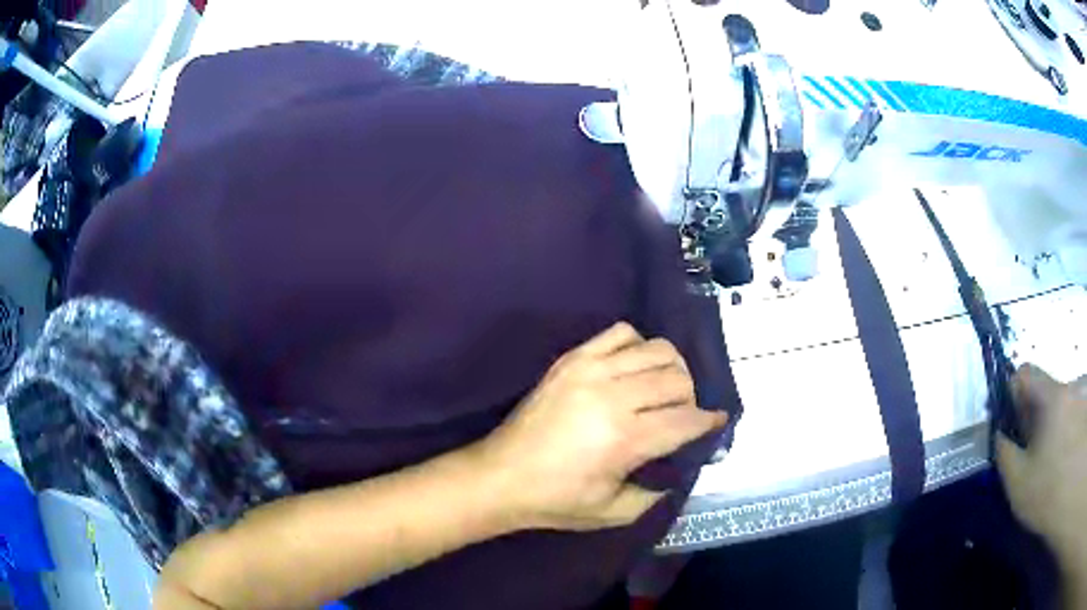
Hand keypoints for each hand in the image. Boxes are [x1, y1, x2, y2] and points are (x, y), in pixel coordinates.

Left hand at [474, 323, 727, 531]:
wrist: (500, 476)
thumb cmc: (556, 500)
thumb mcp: (614, 512)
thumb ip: (656, 492)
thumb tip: (678, 467)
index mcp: (626, 440)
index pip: (687, 419)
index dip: (709, 420)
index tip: (717, 421)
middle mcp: (613, 397)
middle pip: (677, 380)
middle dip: (691, 397)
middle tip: (682, 414)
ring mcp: (590, 370)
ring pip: (656, 350)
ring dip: (671, 369)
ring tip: (662, 389)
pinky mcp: (572, 358)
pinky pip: (620, 333)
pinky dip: (637, 345)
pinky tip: (632, 367)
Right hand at [997, 365, 1086, 569]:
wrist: (1067, 499)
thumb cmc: (1048, 496)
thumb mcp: (1018, 484)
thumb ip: (1004, 452)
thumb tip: (1000, 432)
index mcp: (1053, 397)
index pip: (1025, 373)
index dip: (1012, 394)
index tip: (1011, 423)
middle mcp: (1071, 386)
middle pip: (1045, 389)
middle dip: (1035, 415)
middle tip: (1032, 451)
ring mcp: (1082, 394)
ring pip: (1061, 401)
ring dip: (1053, 422)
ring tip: (1053, 458)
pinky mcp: (1086, 407)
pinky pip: (1073, 407)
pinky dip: (1066, 426)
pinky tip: (1066, 455)